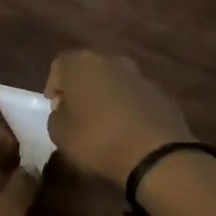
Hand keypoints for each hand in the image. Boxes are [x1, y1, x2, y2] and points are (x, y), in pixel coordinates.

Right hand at [46, 50, 195, 185]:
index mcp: (82, 64)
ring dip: (107, 97)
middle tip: (77, 114)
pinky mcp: (161, 94)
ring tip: (104, 124)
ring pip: (115, 81)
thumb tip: (64, 110)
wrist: (155, 155)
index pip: (60, 64)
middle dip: (82, 88)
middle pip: (89, 69)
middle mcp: (112, 61)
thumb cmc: (97, 140)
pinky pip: (136, 97)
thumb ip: (56, 116)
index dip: (54, 86)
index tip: (55, 108)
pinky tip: (128, 131)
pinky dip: (129, 108)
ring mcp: (140, 76)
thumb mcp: (60, 134)